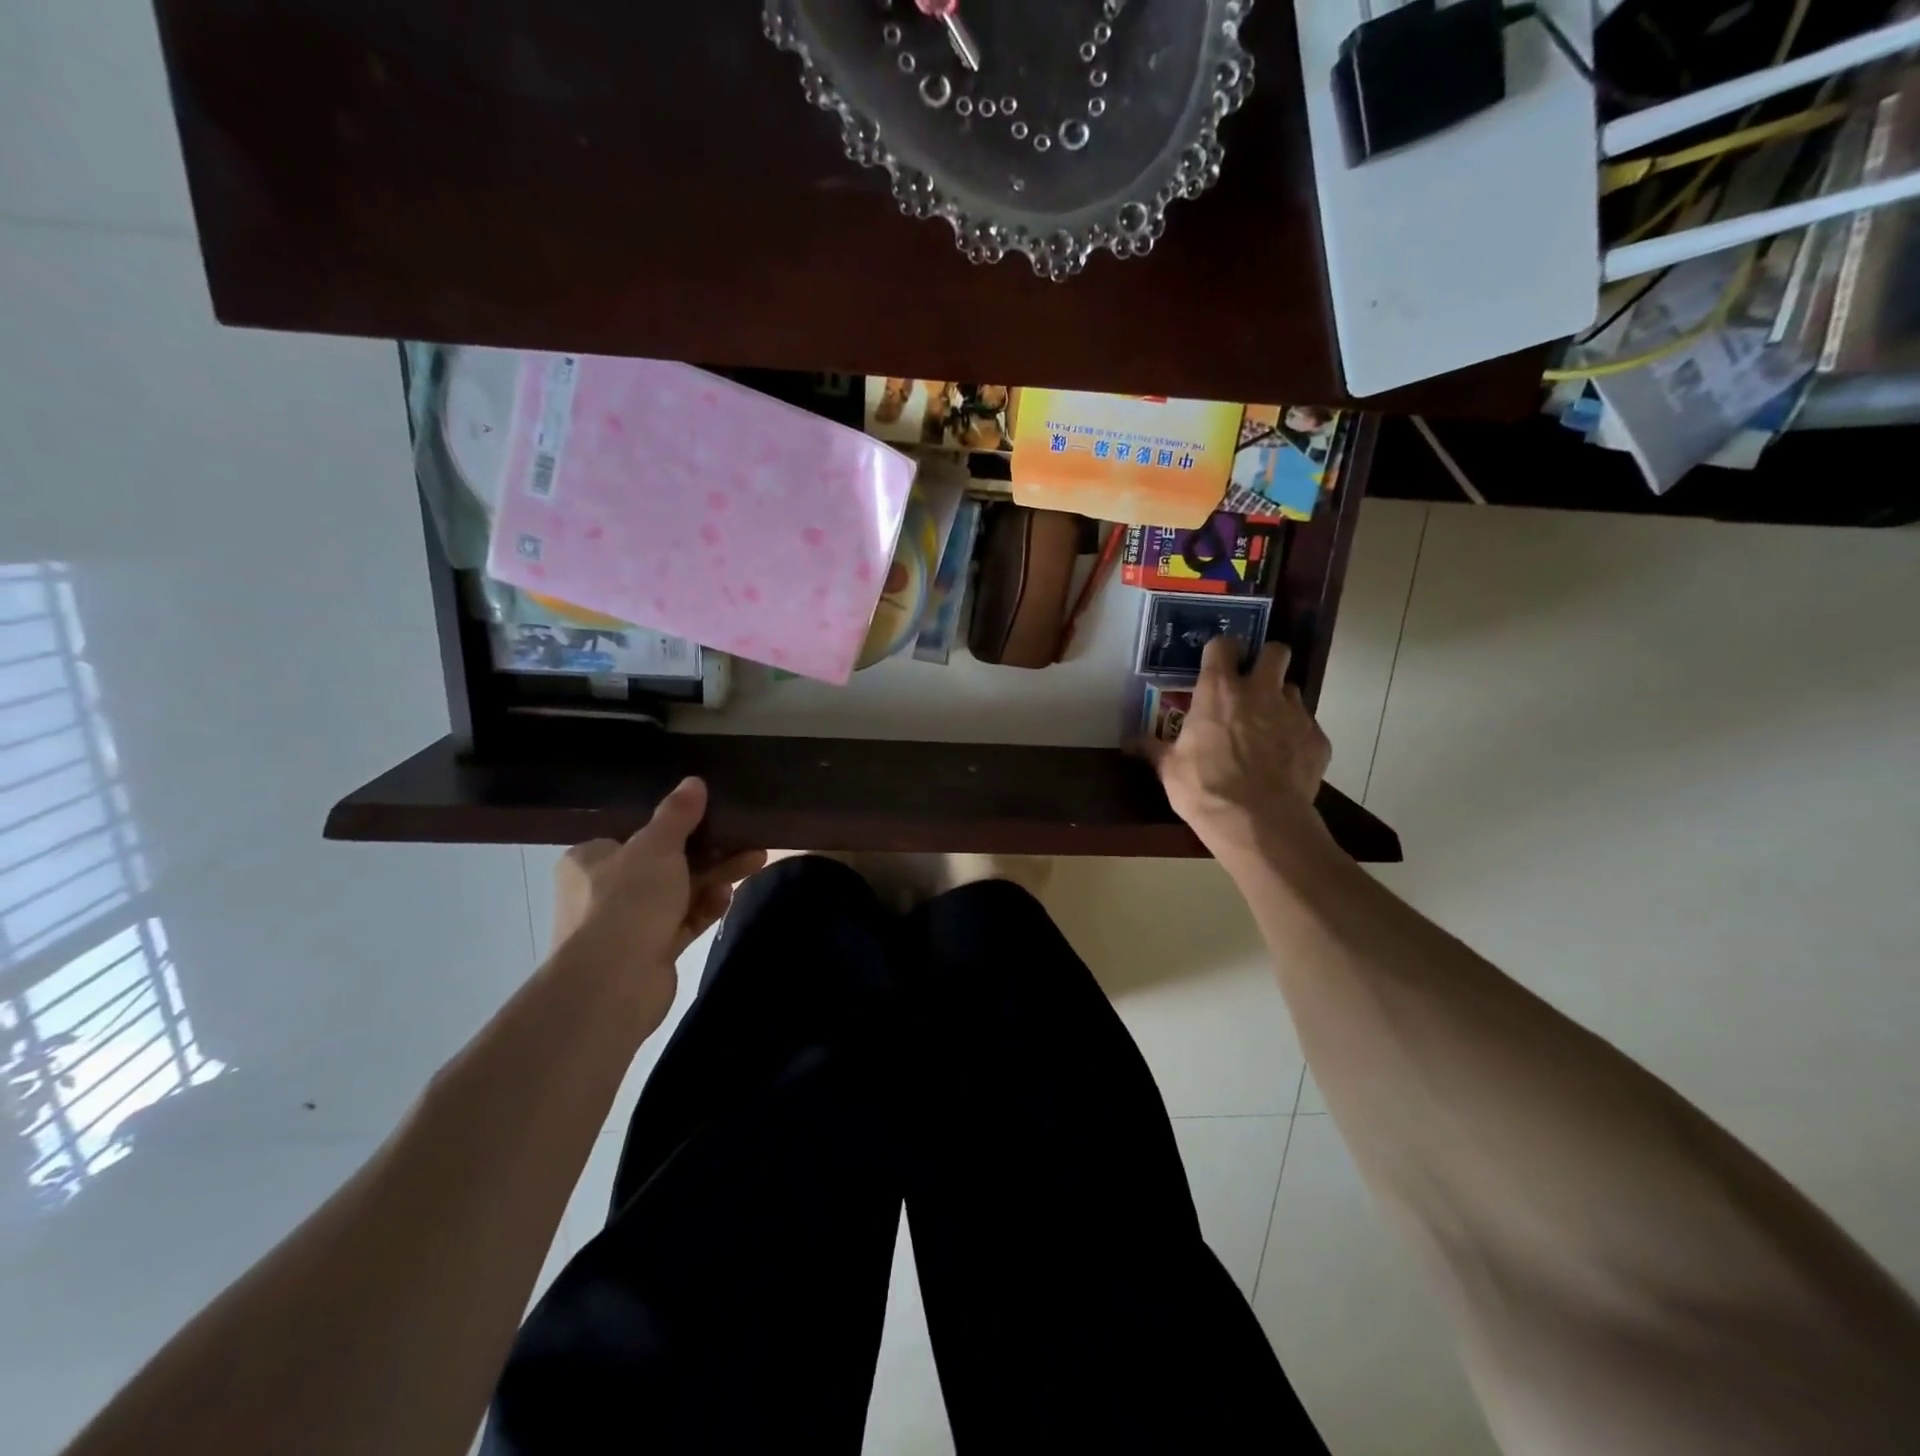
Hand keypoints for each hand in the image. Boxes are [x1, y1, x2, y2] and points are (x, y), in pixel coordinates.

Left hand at [551, 778, 766, 1014]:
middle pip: (664, 863)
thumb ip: (677, 814)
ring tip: (755, 861)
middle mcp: (602, 891)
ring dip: (715, 878)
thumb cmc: (627, 901)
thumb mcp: (656, 847)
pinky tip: (728, 897)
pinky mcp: (649, 952)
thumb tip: (694, 782)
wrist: (613, 984)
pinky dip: (705, 908)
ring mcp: (626, 925)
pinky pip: (683, 922)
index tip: (710, 817)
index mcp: (591, 859)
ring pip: (678, 892)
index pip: (634, 834)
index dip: (674, 826)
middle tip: (745, 840)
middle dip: (708, 852)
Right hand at [1145, 637, 1332, 856]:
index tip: (1216, 665)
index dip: (1221, 652)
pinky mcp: (1317, 739)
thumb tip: (1129, 742)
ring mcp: (1294, 713)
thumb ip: (1154, 748)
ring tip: (1267, 726)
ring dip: (1280, 700)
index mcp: (1219, 691)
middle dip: (1266, 660)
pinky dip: (1296, 737)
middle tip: (1253, 683)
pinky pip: (1307, 727)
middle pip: (1275, 651)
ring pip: (1292, 689)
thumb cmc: (1204, 788)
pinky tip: (1284, 761)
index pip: (1223, 646)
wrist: (1258, 823)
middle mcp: (1260, 691)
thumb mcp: (1169, 769)